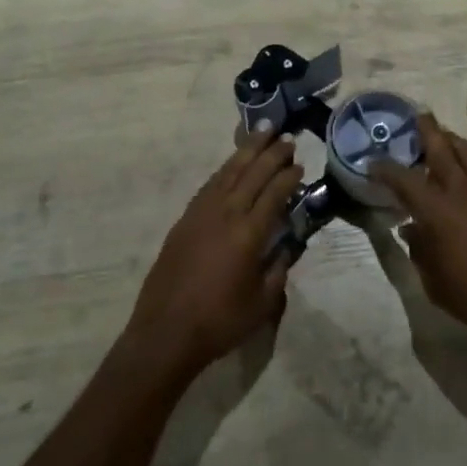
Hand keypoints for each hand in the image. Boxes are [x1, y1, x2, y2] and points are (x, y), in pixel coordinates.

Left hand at [126, 133, 302, 377]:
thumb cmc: (220, 322)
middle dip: (272, 154)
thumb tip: (288, 245)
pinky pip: (209, 185)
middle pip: (252, 174)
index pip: (274, 193)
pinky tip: (232, 165)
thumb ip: (279, 269)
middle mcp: (225, 214)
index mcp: (249, 234)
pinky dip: (225, 170)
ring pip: (228, 172)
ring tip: (261, 133)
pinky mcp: (184, 220)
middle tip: (287, 138)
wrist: (166, 332)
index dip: (289, 176)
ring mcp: (201, 214)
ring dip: (246, 151)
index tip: (300, 164)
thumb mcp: (262, 302)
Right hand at [373, 114, 466, 361]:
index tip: (373, 164)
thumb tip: (411, 229)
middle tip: (418, 117)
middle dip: (426, 130)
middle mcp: (462, 190)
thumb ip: (419, 250)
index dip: (384, 168)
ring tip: (446, 136)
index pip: (402, 179)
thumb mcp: (435, 282)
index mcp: (436, 211)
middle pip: (440, 148)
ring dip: (454, 140)